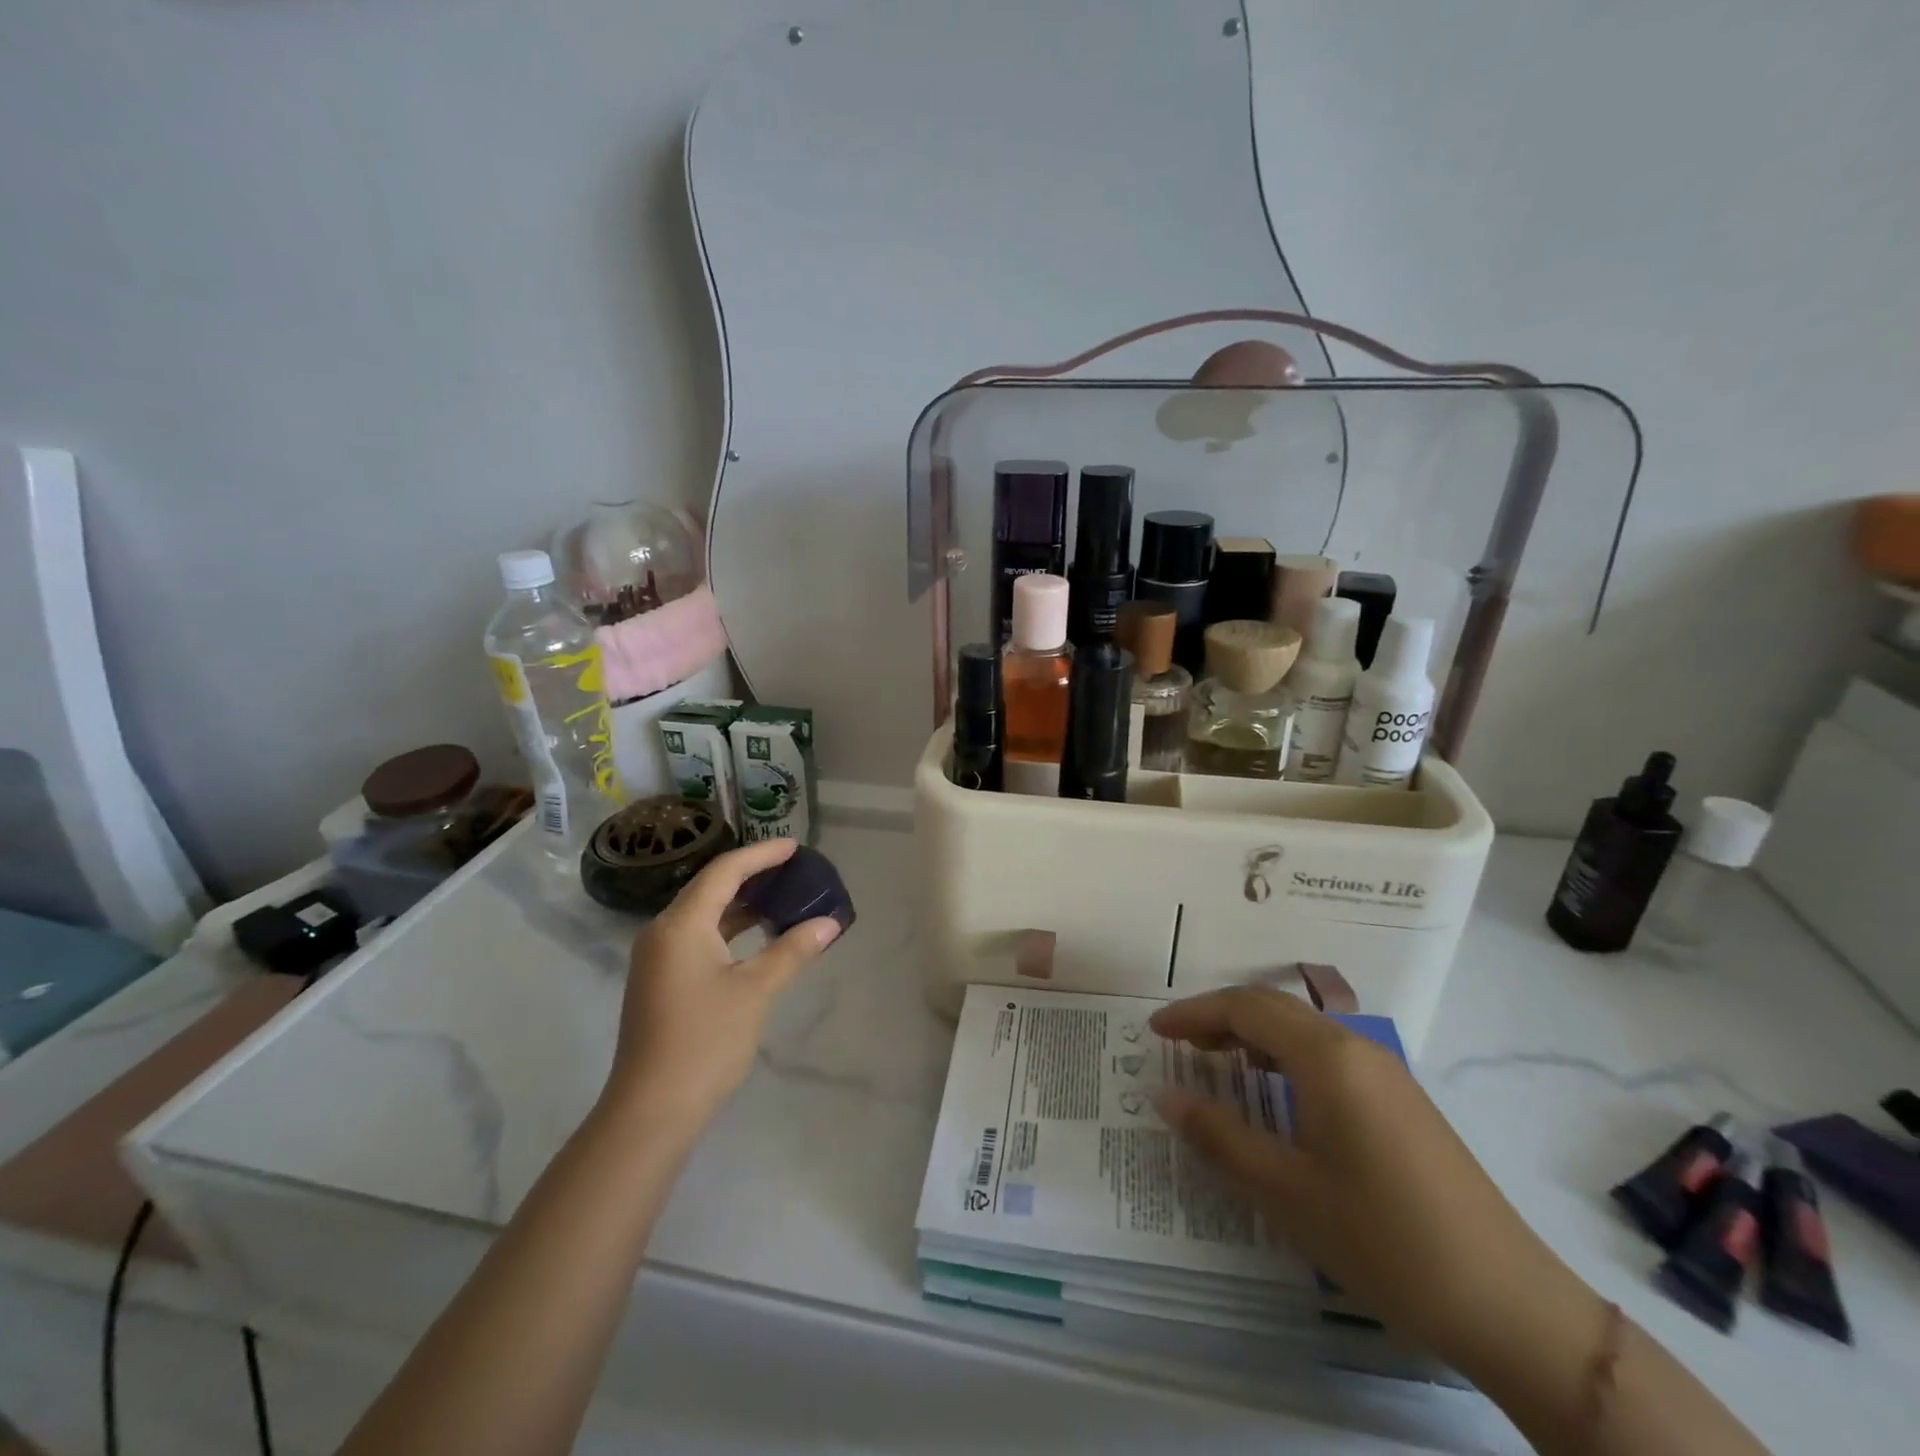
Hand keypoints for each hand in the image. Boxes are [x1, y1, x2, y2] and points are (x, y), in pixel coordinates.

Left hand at [606, 839, 841, 1127]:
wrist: (651, 1110)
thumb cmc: (705, 1042)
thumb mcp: (756, 991)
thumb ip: (792, 950)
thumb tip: (829, 922)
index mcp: (681, 924)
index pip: (724, 871)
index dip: (761, 855)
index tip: (795, 847)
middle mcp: (663, 931)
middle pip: (711, 887)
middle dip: (753, 875)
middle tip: (794, 869)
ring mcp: (659, 957)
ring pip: (705, 914)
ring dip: (743, 903)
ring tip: (783, 895)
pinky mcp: (662, 980)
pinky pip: (700, 937)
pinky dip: (731, 929)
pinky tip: (759, 935)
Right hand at [1150, 987, 1603, 1372]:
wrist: (1509, 1303)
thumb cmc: (1384, 1239)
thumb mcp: (1287, 1192)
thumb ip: (1220, 1136)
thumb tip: (1164, 1095)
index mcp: (1327, 1058)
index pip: (1245, 1008)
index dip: (1194, 1013)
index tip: (1154, 1031)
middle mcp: (1356, 1049)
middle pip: (1274, 1008)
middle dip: (1219, 1018)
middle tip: (1178, 1045)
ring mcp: (1385, 1073)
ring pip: (1302, 1030)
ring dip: (1253, 1036)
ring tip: (1215, 1064)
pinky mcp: (1401, 1101)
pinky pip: (1327, 1056)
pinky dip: (1285, 1058)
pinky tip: (1274, 1094)